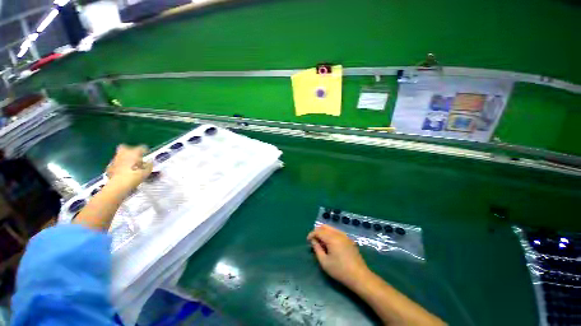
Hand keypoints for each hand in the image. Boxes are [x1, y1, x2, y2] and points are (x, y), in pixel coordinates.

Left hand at [106, 144, 152, 191]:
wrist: (119, 185)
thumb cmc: (135, 177)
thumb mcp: (147, 171)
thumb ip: (149, 165)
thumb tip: (150, 161)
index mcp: (134, 153)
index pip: (142, 148)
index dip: (145, 150)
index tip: (147, 153)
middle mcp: (123, 154)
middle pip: (125, 147)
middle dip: (129, 150)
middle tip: (135, 156)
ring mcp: (115, 160)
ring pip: (119, 156)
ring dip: (124, 158)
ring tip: (130, 165)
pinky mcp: (109, 167)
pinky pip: (115, 164)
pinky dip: (119, 166)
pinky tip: (123, 171)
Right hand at [307, 224, 370, 287]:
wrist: (359, 276)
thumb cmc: (340, 270)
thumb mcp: (325, 262)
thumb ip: (317, 249)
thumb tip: (313, 241)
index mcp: (332, 238)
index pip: (318, 231)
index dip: (312, 234)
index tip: (308, 241)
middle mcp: (338, 234)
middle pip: (325, 227)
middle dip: (318, 231)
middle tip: (314, 240)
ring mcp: (345, 236)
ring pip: (331, 228)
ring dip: (324, 232)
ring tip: (321, 243)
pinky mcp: (349, 240)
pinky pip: (337, 232)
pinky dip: (331, 234)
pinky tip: (330, 244)